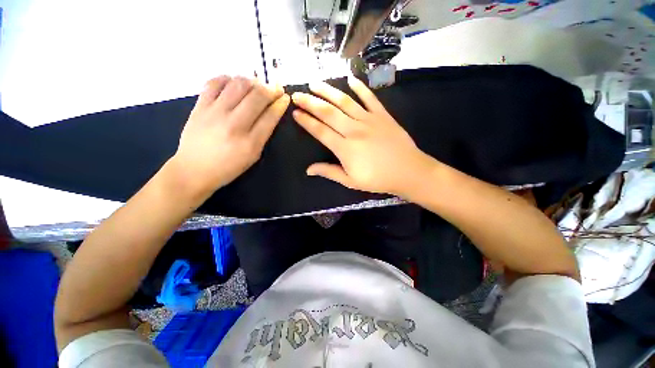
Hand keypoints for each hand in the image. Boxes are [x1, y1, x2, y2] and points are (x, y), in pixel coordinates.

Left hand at [170, 76, 289, 198]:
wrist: (193, 170)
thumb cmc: (228, 167)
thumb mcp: (253, 156)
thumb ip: (263, 134)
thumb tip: (272, 112)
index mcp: (250, 142)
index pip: (270, 116)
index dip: (280, 104)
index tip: (285, 97)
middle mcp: (234, 124)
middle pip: (257, 97)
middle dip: (270, 89)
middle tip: (274, 89)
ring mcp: (215, 113)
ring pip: (238, 85)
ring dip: (252, 81)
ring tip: (256, 85)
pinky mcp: (199, 106)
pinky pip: (214, 83)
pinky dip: (227, 78)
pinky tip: (233, 83)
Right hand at [291, 76, 435, 196]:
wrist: (408, 171)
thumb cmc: (378, 179)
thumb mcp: (350, 181)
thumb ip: (329, 172)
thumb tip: (308, 169)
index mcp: (345, 148)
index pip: (320, 130)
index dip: (306, 121)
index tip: (295, 113)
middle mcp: (354, 130)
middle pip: (328, 112)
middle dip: (310, 102)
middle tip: (297, 94)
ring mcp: (369, 120)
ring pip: (345, 101)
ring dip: (328, 91)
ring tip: (315, 83)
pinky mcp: (383, 115)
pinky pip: (370, 98)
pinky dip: (360, 88)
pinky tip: (351, 79)